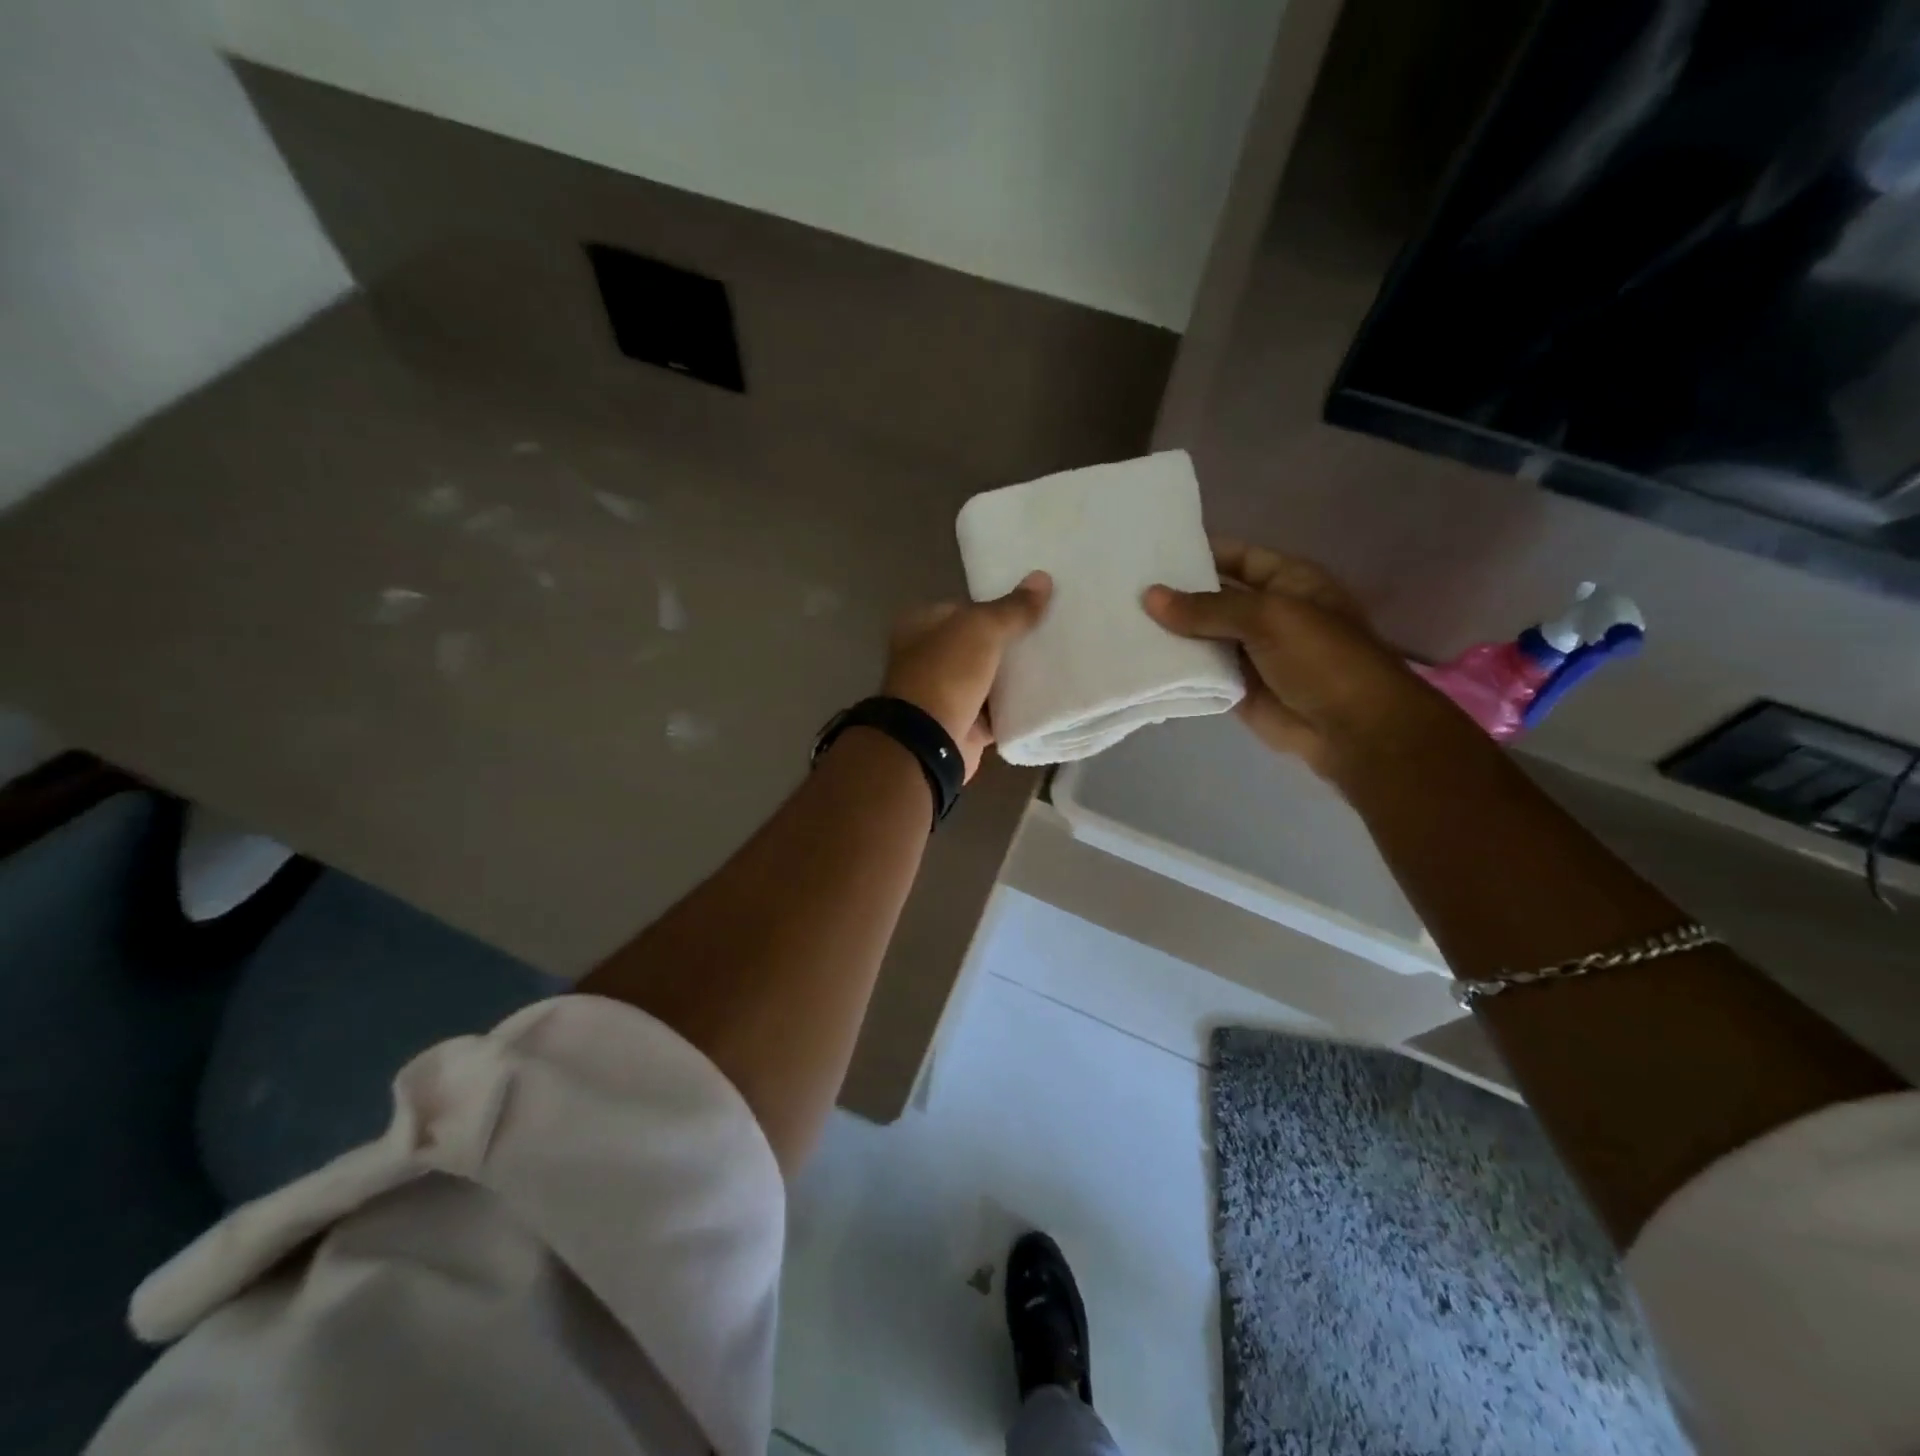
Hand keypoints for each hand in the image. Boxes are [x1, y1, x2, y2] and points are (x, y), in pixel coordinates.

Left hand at [882, 571, 1051, 779]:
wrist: (929, 741)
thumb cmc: (946, 673)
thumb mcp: (981, 629)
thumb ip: (1013, 608)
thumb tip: (1043, 578)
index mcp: (921, 626)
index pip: (964, 608)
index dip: (996, 608)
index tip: (1033, 609)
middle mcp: (928, 658)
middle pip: (978, 645)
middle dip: (1009, 643)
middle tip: (1050, 636)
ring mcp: (944, 694)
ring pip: (988, 679)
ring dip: (1014, 677)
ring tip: (1056, 663)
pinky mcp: (963, 724)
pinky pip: (996, 711)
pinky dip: (1015, 707)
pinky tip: (1046, 697)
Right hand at [1143, 540, 1457, 783]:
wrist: (1351, 729)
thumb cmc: (1322, 658)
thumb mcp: (1267, 618)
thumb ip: (1207, 608)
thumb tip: (1149, 596)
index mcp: (1286, 581)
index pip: (1236, 556)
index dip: (1199, 551)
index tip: (1150, 550)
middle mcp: (1266, 612)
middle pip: (1213, 597)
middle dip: (1175, 594)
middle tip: (1121, 586)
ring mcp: (1250, 652)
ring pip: (1202, 636)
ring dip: (1169, 633)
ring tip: (1118, 619)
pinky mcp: (1235, 687)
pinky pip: (1199, 672)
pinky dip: (1174, 668)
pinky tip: (1136, 658)